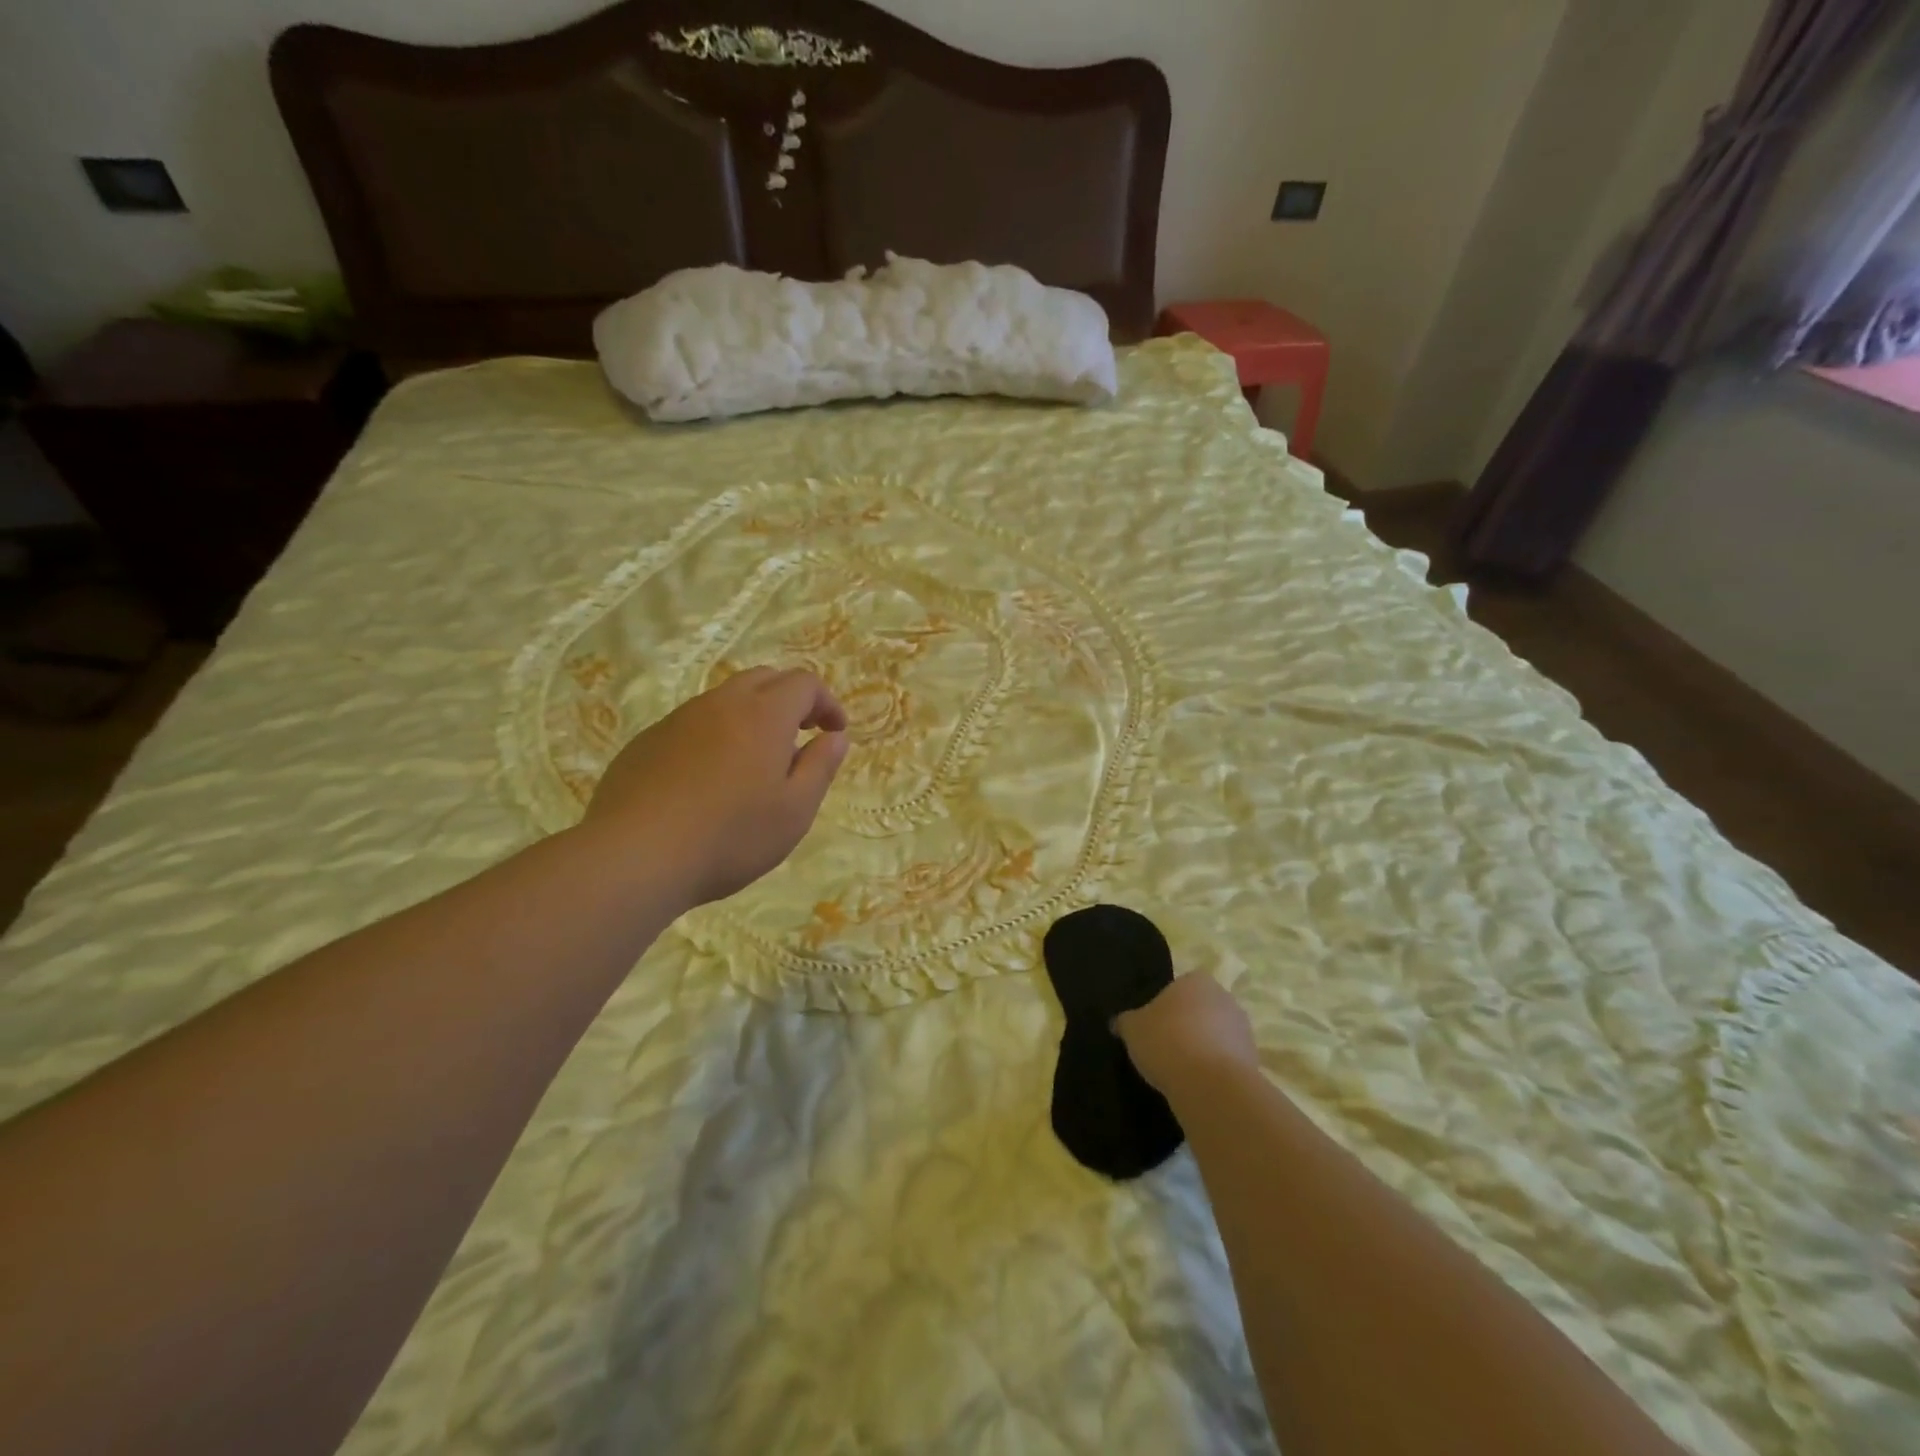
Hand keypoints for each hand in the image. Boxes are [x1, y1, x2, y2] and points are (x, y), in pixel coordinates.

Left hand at [584, 666, 849, 907]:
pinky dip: (716, 735)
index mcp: (763, 715)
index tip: (834, 732)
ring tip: (756, 761)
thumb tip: (835, 737)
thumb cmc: (730, 836)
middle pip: (764, 679)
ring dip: (752, 716)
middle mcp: (721, 704)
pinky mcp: (647, 742)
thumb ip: (820, 766)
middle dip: (790, 699)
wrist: (635, 856)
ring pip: (725, 699)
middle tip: (802, 735)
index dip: (826, 702)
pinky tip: (710, 780)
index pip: (804, 683)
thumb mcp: (795, 810)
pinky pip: (693, 724)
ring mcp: (678, 720)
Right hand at [1115, 974, 1258, 1098]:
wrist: (1210, 1084)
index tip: (1153, 1027)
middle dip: (1187, 1026)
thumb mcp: (1132, 1028)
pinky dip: (1214, 1070)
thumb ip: (1126, 1022)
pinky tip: (1198, 1085)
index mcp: (1197, 980)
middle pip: (1200, 1009)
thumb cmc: (1167, 1041)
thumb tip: (1118, 1022)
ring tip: (1180, 1071)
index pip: (1179, 987)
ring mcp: (1244, 1029)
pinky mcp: (1254, 1061)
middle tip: (1165, 1047)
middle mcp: (1225, 998)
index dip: (1165, 1007)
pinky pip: (1227, 1060)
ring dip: (1203, 1048)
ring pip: (1217, 1035)